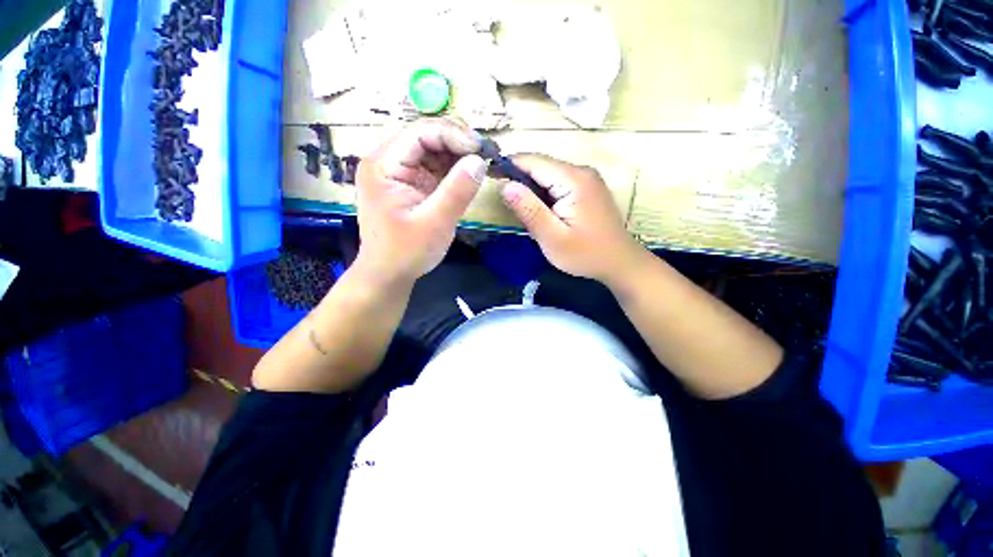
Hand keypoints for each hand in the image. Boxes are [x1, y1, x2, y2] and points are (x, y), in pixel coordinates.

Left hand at [355, 119, 487, 283]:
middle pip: (425, 134)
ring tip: (479, 164)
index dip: (453, 134)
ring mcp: (399, 170)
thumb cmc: (406, 252)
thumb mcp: (435, 223)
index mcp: (383, 165)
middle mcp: (387, 160)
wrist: (389, 273)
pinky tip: (467, 174)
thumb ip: (457, 191)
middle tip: (484, 155)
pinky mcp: (410, 182)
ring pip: (431, 147)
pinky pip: (434, 164)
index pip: (419, 132)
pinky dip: (453, 167)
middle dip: (457, 141)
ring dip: (457, 153)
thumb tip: (480, 161)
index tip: (481, 151)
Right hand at [500, 154, 644, 283]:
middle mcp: (582, 171)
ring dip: (531, 188)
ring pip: (548, 175)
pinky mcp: (587, 188)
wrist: (620, 262)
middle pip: (541, 166)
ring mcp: (587, 179)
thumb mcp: (552, 238)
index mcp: (573, 179)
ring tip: (521, 210)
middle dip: (519, 179)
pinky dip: (544, 194)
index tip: (488, 175)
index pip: (533, 161)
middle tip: (504, 201)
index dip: (508, 165)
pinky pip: (558, 183)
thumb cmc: (586, 254)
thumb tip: (505, 185)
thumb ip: (529, 210)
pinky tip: (540, 212)